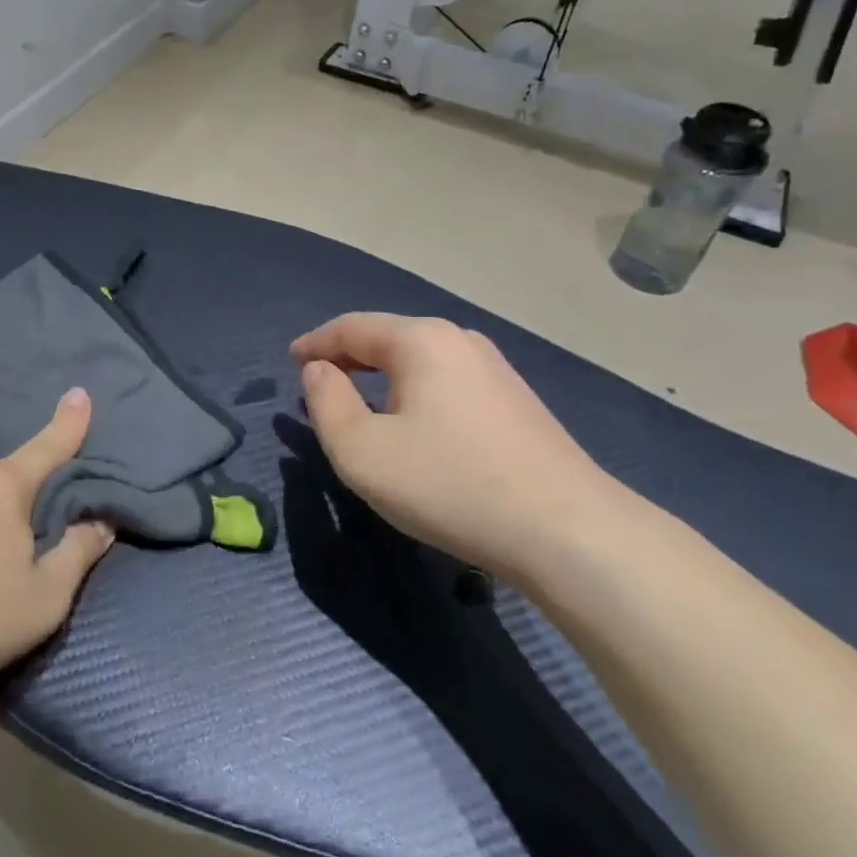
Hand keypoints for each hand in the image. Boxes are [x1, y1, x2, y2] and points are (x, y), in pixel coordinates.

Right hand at [292, 313, 623, 571]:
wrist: (564, 529)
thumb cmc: (448, 483)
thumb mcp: (363, 451)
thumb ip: (327, 403)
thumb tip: (320, 371)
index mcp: (420, 340)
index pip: (352, 327)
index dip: (316, 343)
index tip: (291, 360)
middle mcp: (460, 340)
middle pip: (389, 338)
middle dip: (349, 357)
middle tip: (319, 383)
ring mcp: (495, 369)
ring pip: (421, 361)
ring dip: (383, 376)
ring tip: (361, 403)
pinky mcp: (515, 401)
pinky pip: (447, 382)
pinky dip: (415, 392)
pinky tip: (414, 423)